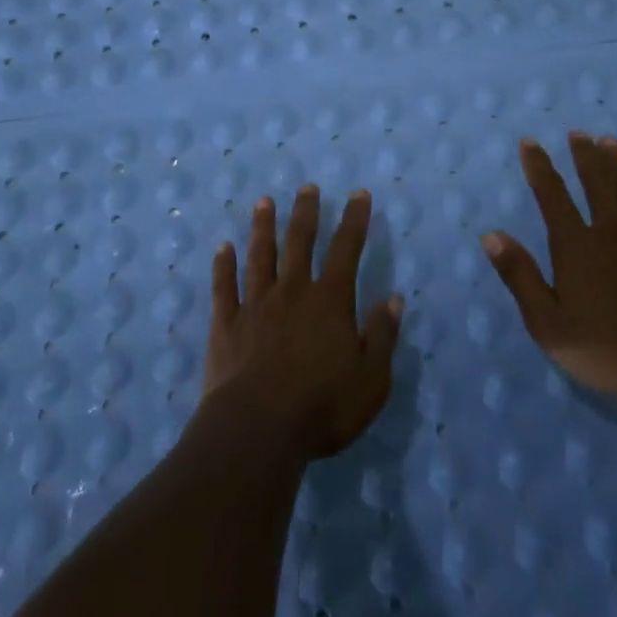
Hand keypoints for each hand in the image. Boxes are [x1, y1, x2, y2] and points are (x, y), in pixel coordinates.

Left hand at [201, 185, 403, 462]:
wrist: (258, 429)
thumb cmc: (322, 407)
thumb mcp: (371, 380)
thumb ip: (382, 336)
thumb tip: (394, 299)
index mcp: (330, 302)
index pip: (346, 250)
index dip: (354, 220)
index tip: (358, 194)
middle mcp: (292, 291)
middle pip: (300, 241)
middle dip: (306, 212)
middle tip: (307, 187)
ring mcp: (255, 304)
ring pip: (260, 255)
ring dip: (263, 227)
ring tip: (264, 202)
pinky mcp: (226, 324)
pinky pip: (224, 287)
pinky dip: (223, 265)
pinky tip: (222, 248)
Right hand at [483, 132, 616, 431]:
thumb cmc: (606, 351)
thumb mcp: (547, 324)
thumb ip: (520, 276)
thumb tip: (490, 234)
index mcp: (577, 246)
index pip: (552, 195)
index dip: (539, 167)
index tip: (530, 142)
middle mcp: (614, 232)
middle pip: (597, 183)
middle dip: (585, 155)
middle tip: (578, 134)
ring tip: (612, 143)